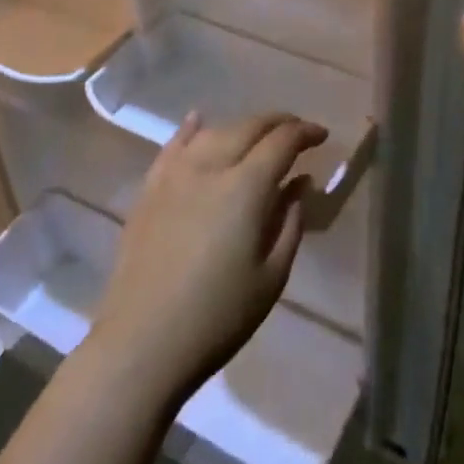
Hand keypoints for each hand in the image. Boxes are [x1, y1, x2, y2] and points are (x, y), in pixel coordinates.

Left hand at [89, 112, 322, 404]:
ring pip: (214, 131)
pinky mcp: (149, 188)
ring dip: (242, 127)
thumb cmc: (218, 317)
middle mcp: (210, 166)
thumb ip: (290, 222)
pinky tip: (198, 121)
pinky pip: (173, 145)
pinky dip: (191, 129)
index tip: (322, 135)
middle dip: (278, 122)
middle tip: (297, 132)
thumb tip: (300, 184)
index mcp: (245, 187)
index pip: (282, 141)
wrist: (142, 342)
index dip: (305, 132)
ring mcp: (175, 174)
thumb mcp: (271, 277)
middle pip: (248, 126)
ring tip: (258, 135)